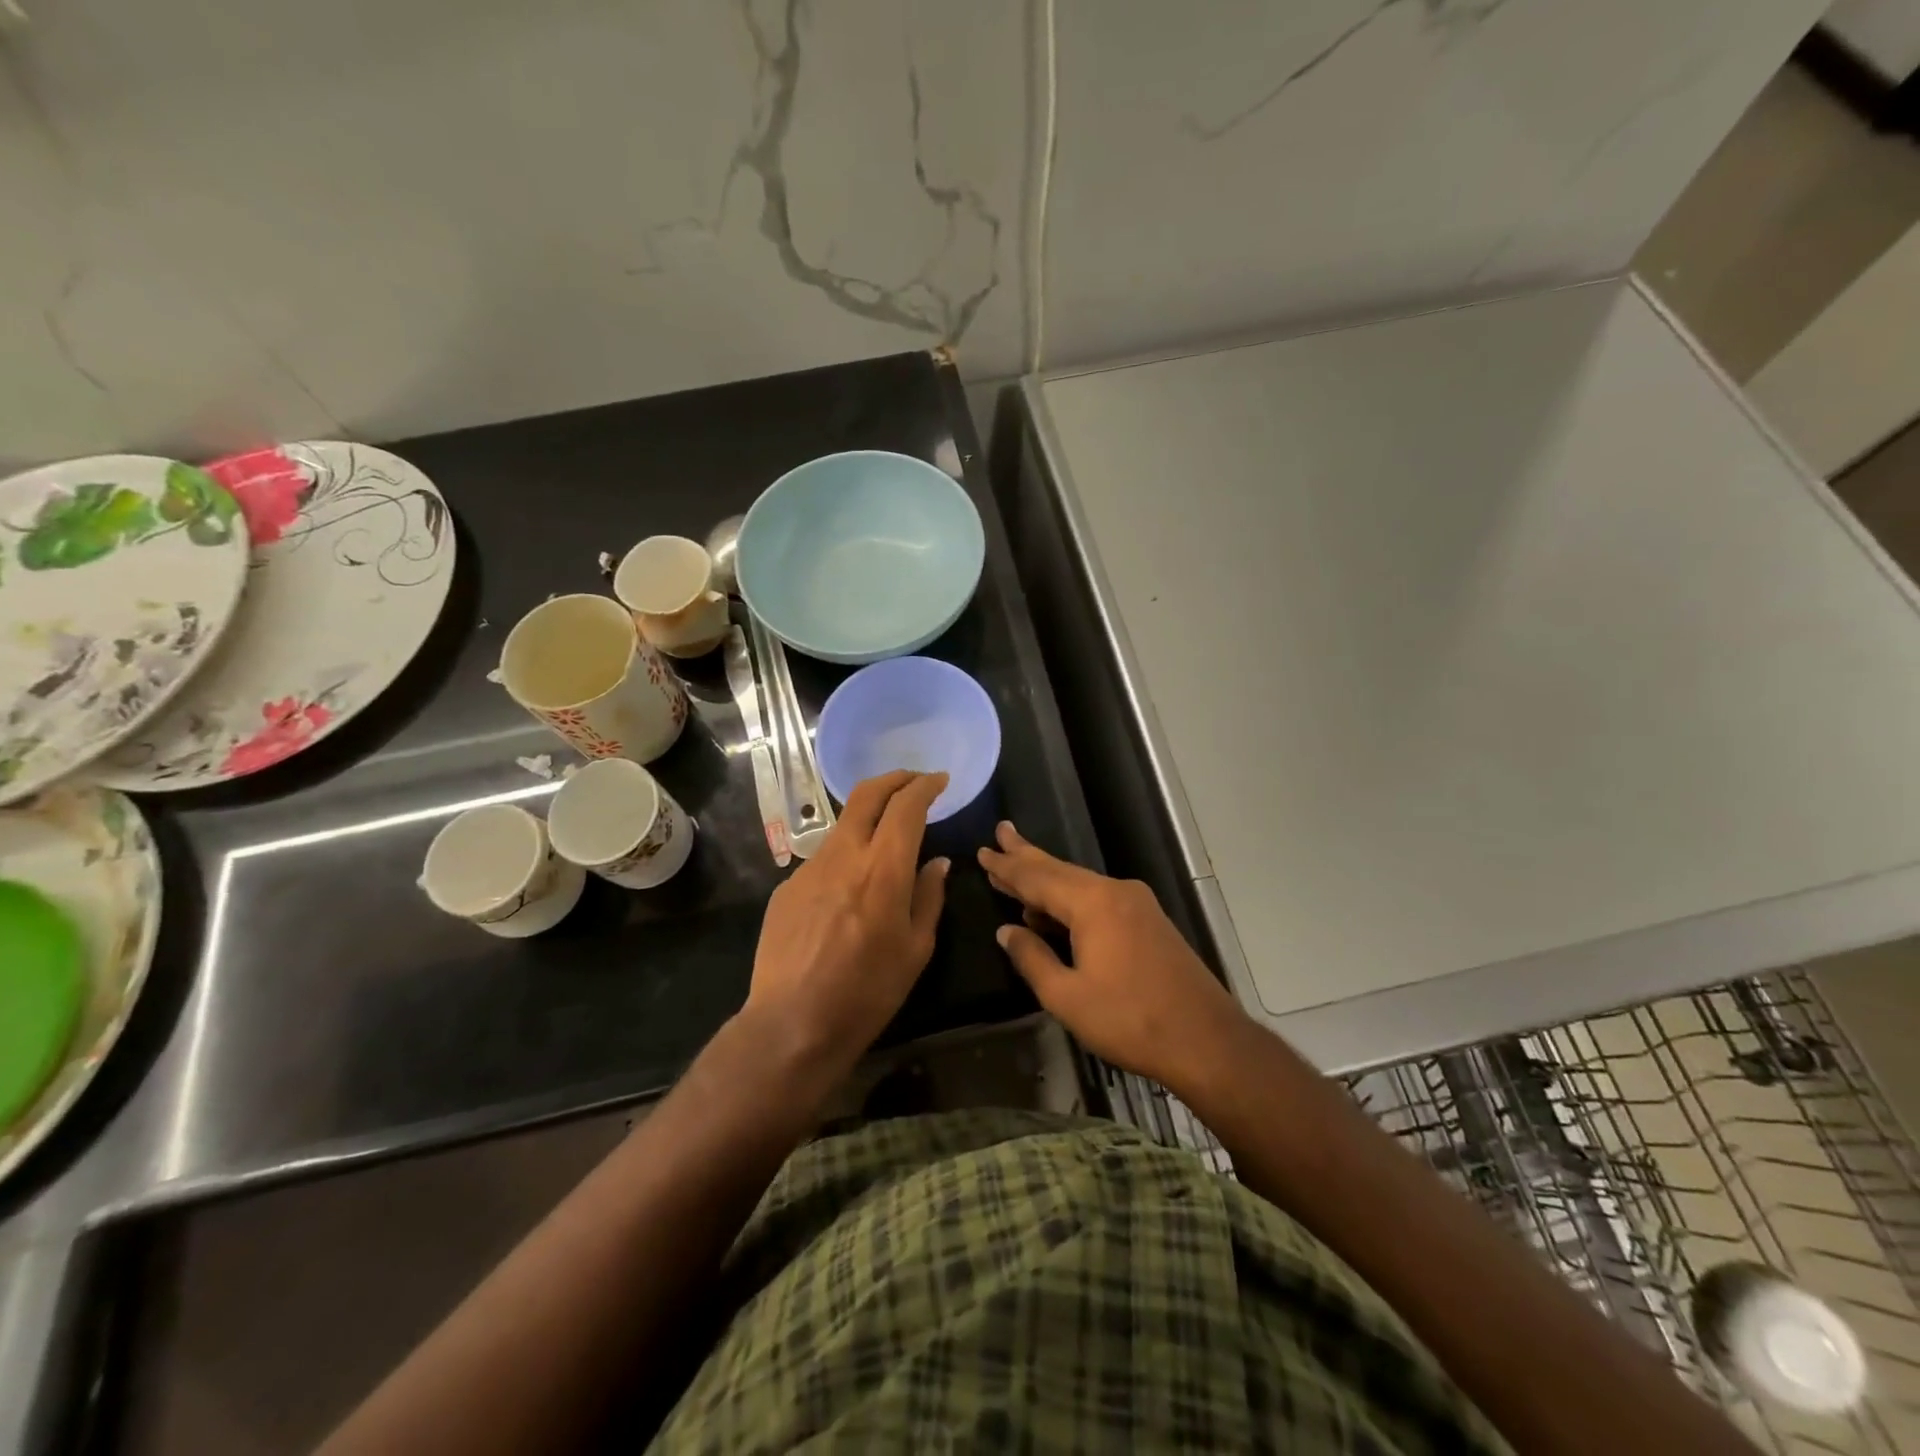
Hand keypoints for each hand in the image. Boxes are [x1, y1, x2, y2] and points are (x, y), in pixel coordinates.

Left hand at [742, 771, 949, 1086]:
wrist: (792, 1023)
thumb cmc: (867, 991)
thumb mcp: (916, 948)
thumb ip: (929, 896)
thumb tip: (938, 863)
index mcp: (883, 869)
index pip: (906, 806)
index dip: (925, 786)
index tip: (939, 781)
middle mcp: (843, 856)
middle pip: (867, 795)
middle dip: (894, 779)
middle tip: (913, 782)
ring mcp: (809, 868)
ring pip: (843, 825)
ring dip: (868, 818)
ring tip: (885, 837)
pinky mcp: (787, 887)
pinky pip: (823, 860)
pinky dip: (845, 857)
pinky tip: (849, 891)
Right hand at [979, 822, 1247, 1093]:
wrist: (1206, 1040)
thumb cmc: (1130, 1020)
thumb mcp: (1067, 997)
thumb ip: (1032, 958)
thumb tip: (1007, 931)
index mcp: (1093, 903)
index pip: (1038, 878)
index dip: (1007, 867)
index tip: (983, 851)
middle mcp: (1115, 891)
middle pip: (1060, 870)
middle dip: (1027, 854)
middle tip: (1001, 833)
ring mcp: (1136, 903)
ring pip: (1080, 883)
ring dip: (1047, 877)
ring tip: (1016, 865)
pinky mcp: (1148, 920)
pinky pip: (1098, 898)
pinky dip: (1069, 898)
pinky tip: (1053, 909)